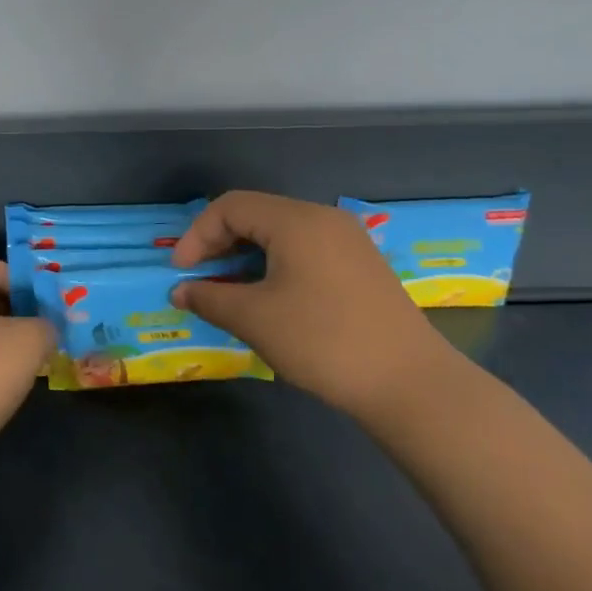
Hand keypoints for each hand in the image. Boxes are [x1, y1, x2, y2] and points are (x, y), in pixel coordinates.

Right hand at [170, 191, 449, 417]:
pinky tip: (271, 298)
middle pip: (256, 214)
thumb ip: (209, 298)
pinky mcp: (362, 265)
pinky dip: (276, 264)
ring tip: (231, 291)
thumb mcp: (255, 319)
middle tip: (201, 279)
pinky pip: (306, 249)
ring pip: (281, 233)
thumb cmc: (323, 341)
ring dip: (247, 256)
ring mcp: (348, 241)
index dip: (197, 235)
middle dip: (220, 244)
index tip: (181, 272)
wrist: (411, 384)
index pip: (231, 207)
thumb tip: (180, 291)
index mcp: (296, 220)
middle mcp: (323, 218)